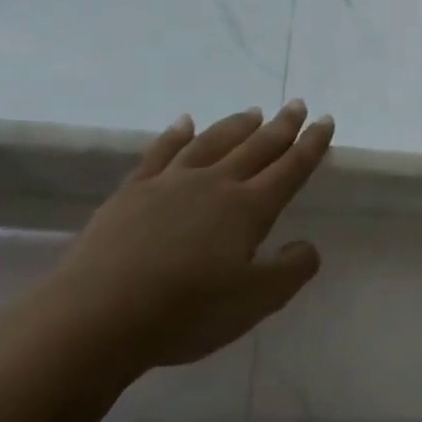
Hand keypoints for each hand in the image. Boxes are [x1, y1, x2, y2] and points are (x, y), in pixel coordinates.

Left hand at [53, 101, 334, 368]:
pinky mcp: (132, 192)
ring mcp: (170, 184)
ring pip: (211, 143)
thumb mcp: (255, 302)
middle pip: (255, 147)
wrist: (96, 316)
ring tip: (253, 112)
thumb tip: (308, 244)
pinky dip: (176, 134)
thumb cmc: (185, 312)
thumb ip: (291, 270)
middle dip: (281, 126)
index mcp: (248, 209)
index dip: (311, 145)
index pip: (289, 169)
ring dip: (236, 126)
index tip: (325, 121)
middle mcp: (214, 185)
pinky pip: (160, 153)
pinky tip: (185, 123)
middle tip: (297, 104)